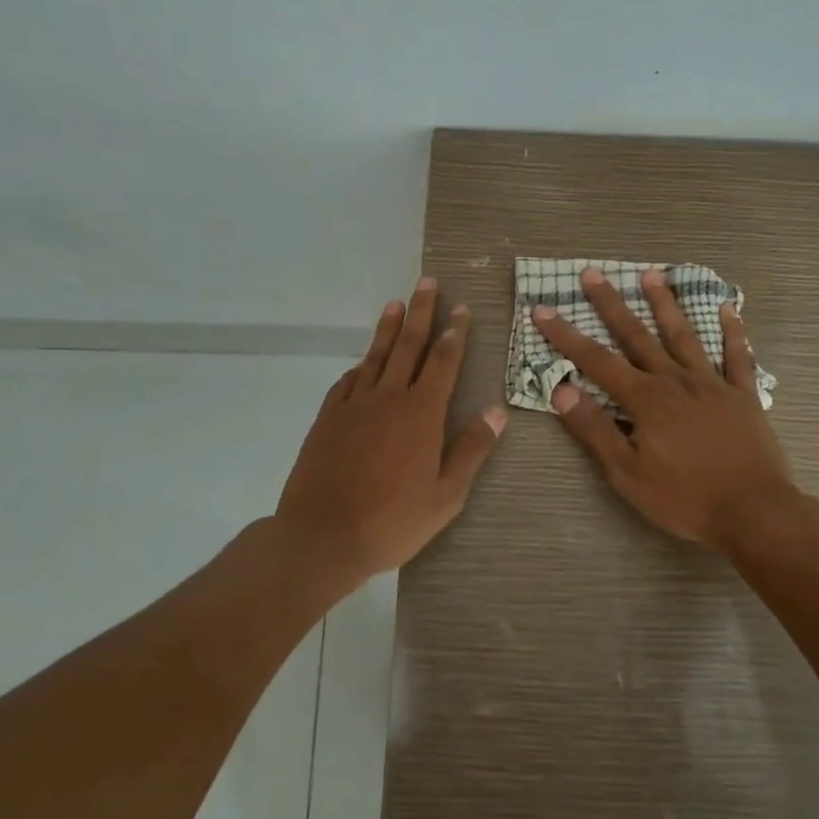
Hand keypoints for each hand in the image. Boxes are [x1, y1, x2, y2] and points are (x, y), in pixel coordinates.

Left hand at [278, 278, 505, 584]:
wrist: (322, 537)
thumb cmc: (392, 521)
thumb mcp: (446, 495)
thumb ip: (472, 450)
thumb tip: (497, 411)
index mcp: (421, 414)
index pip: (443, 362)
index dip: (454, 333)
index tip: (460, 308)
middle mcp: (388, 398)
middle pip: (408, 345)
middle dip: (421, 311)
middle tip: (428, 282)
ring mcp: (353, 405)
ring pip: (375, 356)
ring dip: (389, 327)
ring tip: (397, 302)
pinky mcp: (328, 418)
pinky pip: (348, 381)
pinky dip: (360, 365)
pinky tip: (363, 360)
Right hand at [533, 266, 796, 554]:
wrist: (754, 511)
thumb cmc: (684, 498)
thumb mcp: (627, 472)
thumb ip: (595, 429)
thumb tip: (562, 390)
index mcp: (645, 399)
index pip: (596, 361)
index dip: (567, 336)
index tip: (543, 309)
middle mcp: (676, 381)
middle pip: (637, 336)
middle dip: (612, 305)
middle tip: (593, 274)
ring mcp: (712, 384)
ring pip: (684, 336)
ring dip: (665, 304)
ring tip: (652, 275)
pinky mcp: (743, 395)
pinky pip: (737, 357)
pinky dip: (732, 331)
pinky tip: (728, 308)